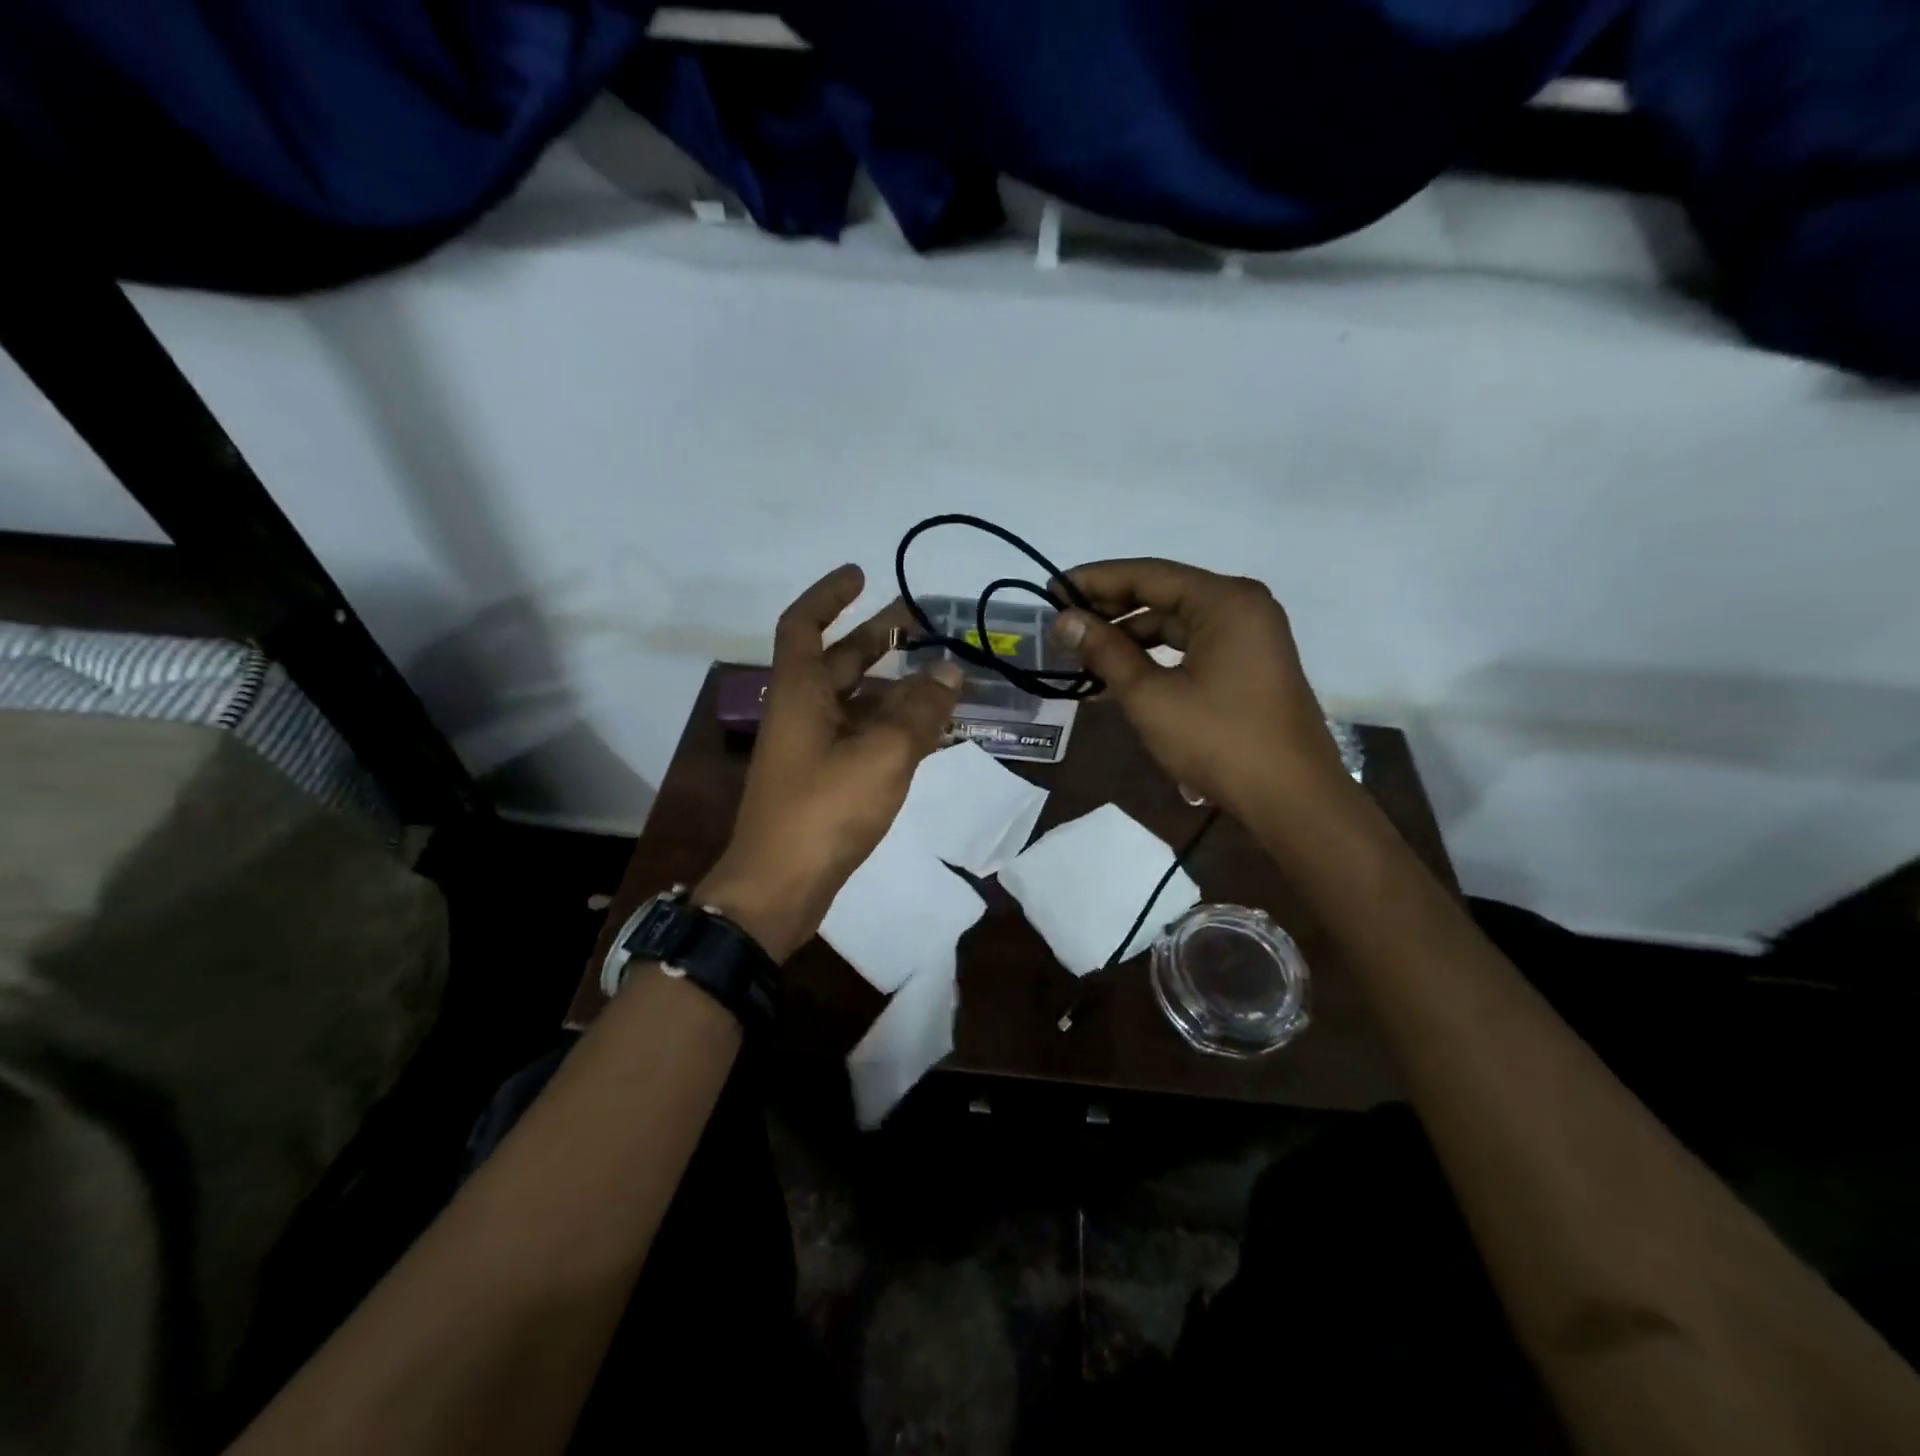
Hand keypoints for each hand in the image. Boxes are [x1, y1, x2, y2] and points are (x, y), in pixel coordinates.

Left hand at [697, 565, 961, 960]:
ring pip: (852, 701)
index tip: (862, 574)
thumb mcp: (883, 754)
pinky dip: (888, 724)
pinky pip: (858, 736)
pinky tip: (924, 729)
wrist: (778, 889)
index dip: (830, 595)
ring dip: (889, 685)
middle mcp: (800, 712)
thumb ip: (919, 711)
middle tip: (919, 622)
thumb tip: (949, 672)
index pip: (803, 624)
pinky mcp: (821, 781)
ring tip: (938, 677)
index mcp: (799, 692)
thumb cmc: (825, 810)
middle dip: (874, 637)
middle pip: (835, 660)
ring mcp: (809, 749)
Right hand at [1052, 559, 1349, 822]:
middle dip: (1111, 609)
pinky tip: (1121, 673)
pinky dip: (1157, 655)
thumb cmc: (1219, 741)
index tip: (1051, 591)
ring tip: (1084, 653)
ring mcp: (1251, 635)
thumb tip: (1064, 621)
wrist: (1292, 799)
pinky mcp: (1250, 664)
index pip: (1147, 574)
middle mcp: (1242, 606)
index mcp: (1224, 601)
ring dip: (1131, 636)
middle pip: (1164, 594)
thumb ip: (1105, 652)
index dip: (1094, 581)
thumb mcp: (1151, 696)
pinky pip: (1193, 645)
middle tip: (1063, 624)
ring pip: (1177, 622)